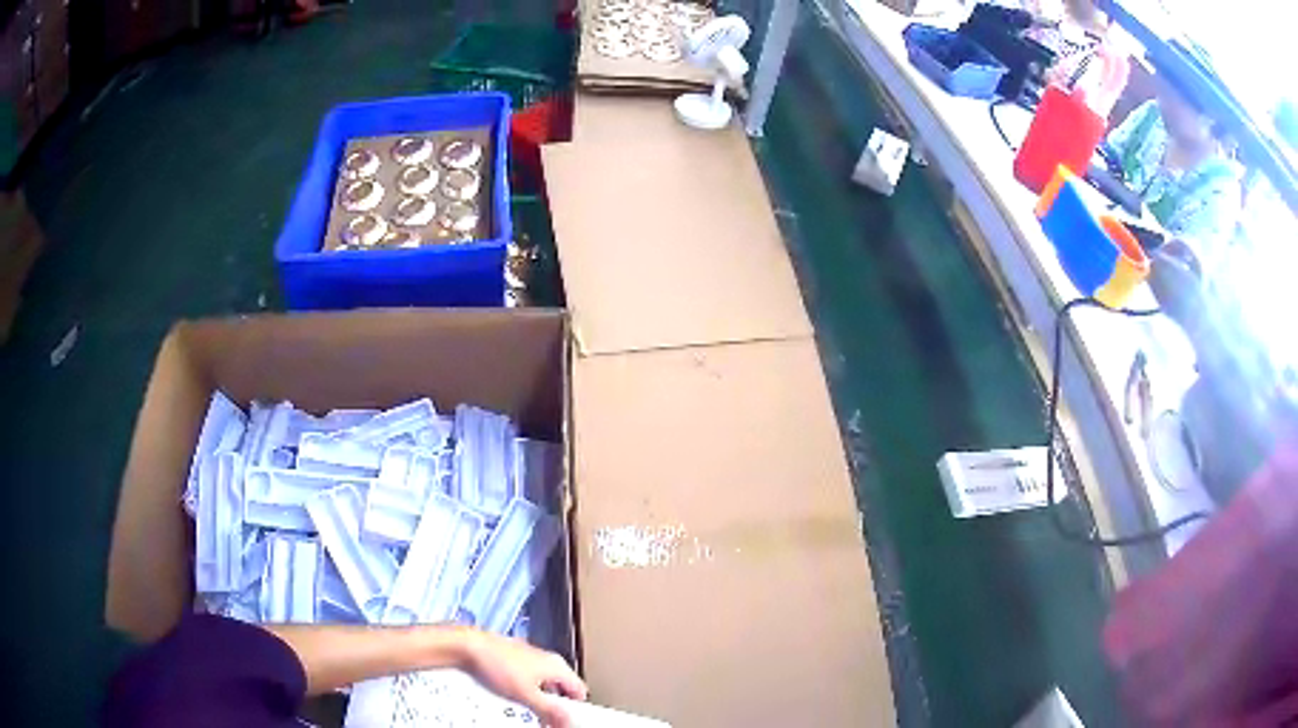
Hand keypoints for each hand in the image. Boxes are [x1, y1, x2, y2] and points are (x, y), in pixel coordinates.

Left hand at [462, 630, 587, 726]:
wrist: (466, 647)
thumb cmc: (494, 663)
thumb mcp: (526, 695)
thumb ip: (550, 711)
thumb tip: (568, 720)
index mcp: (557, 665)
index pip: (580, 691)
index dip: (575, 709)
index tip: (564, 721)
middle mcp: (546, 659)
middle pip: (562, 688)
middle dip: (555, 705)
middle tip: (545, 719)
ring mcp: (529, 657)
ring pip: (544, 684)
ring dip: (540, 699)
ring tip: (527, 709)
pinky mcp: (514, 658)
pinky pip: (528, 679)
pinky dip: (525, 690)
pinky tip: (511, 696)